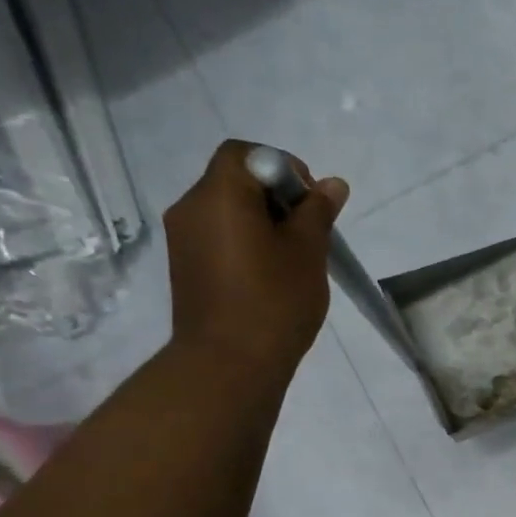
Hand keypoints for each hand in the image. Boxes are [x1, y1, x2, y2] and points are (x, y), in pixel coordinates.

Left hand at [164, 140, 349, 378]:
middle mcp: (191, 207)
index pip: (245, 153)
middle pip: (234, 180)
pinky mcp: (185, 266)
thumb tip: (332, 184)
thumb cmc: (274, 301)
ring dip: (261, 221)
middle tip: (308, 232)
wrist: (229, 363)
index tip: (310, 202)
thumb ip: (318, 211)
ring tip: (292, 257)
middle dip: (275, 196)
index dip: (283, 167)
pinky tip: (269, 274)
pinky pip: (218, 236)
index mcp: (219, 195)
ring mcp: (183, 239)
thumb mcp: (307, 251)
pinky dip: (245, 241)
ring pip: (227, 210)